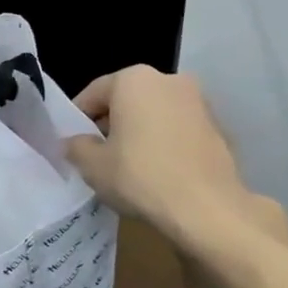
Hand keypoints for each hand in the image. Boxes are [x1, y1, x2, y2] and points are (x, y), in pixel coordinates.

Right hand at [64, 66, 284, 255]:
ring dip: (138, 131)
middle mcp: (168, 80)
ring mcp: (198, 102)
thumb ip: (76, 146)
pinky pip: (177, 129)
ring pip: (153, 113)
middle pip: (126, 99)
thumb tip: (74, 143)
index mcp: (134, 80)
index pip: (93, 93)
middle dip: (110, 123)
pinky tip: (157, 170)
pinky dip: (164, 142)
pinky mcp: (217, 126)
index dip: (77, 119)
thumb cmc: (141, 177)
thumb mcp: (92, 165)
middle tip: (97, 154)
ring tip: (128, 164)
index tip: (71, 142)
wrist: (207, 208)